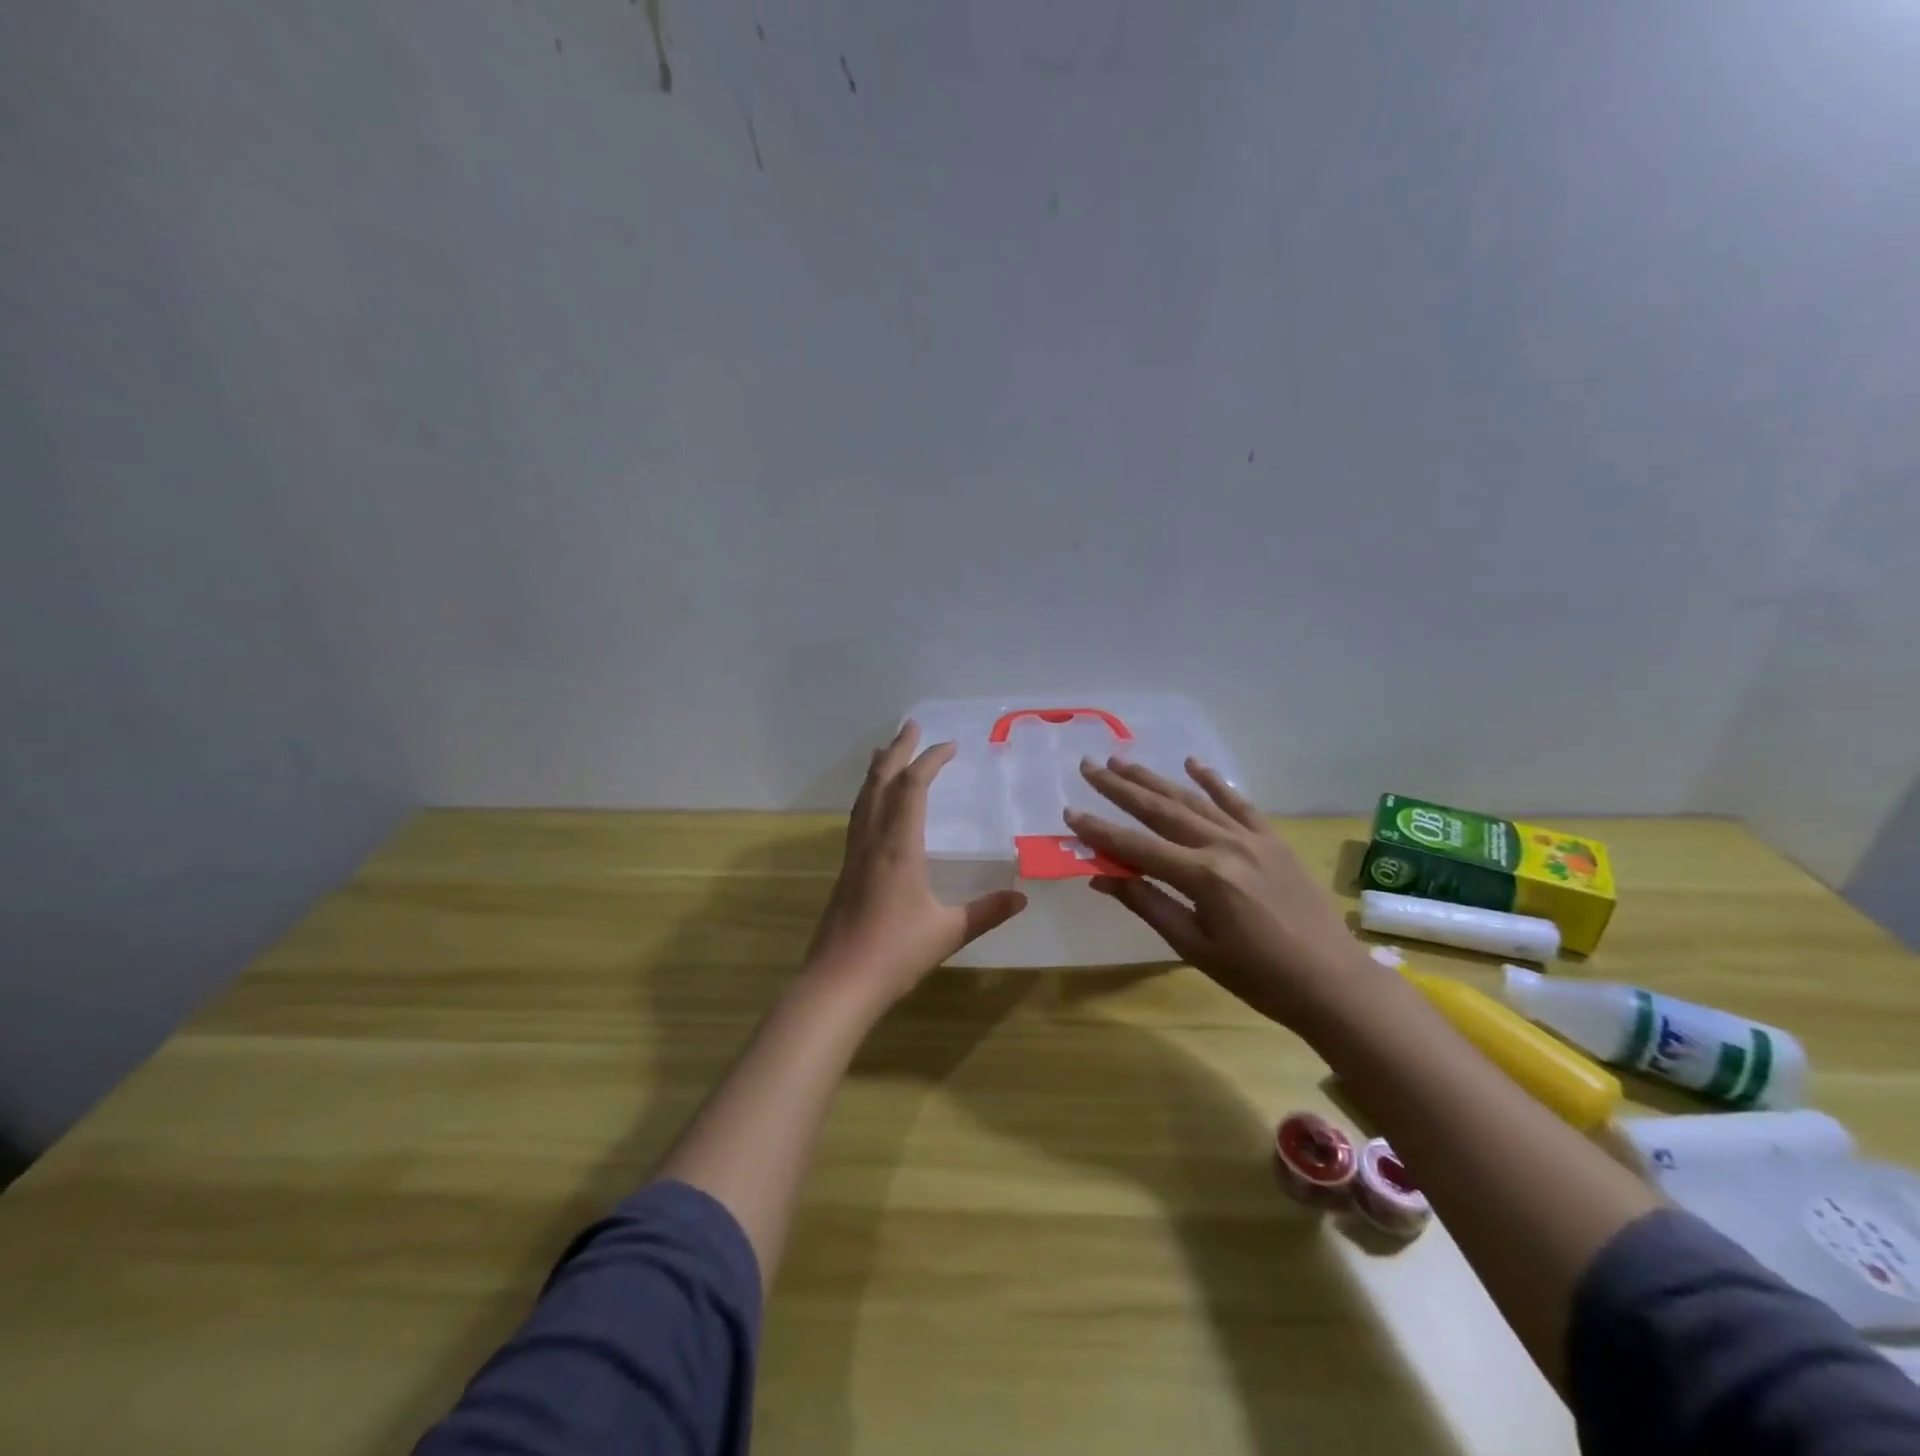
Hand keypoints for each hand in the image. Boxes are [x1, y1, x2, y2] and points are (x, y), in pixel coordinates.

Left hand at [804, 722, 1027, 1008]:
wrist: (838, 983)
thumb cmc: (894, 954)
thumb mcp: (948, 932)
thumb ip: (986, 912)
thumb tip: (1022, 897)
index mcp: (899, 847)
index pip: (913, 788)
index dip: (931, 760)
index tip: (951, 745)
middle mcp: (873, 841)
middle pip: (882, 782)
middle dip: (898, 751)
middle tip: (911, 726)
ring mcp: (855, 854)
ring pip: (864, 798)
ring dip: (878, 770)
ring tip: (885, 750)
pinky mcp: (845, 870)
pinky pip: (858, 818)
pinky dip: (869, 796)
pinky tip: (872, 804)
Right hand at [1066, 757, 1364, 1023]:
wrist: (1332, 982)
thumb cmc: (1258, 977)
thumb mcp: (1194, 948)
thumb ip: (1148, 905)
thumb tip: (1102, 877)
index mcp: (1203, 877)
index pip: (1136, 847)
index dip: (1100, 831)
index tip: (1070, 812)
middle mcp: (1224, 845)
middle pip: (1161, 810)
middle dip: (1120, 788)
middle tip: (1090, 766)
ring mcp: (1252, 838)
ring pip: (1193, 800)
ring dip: (1155, 779)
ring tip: (1123, 762)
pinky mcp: (1272, 840)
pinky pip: (1238, 803)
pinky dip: (1213, 782)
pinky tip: (1192, 764)